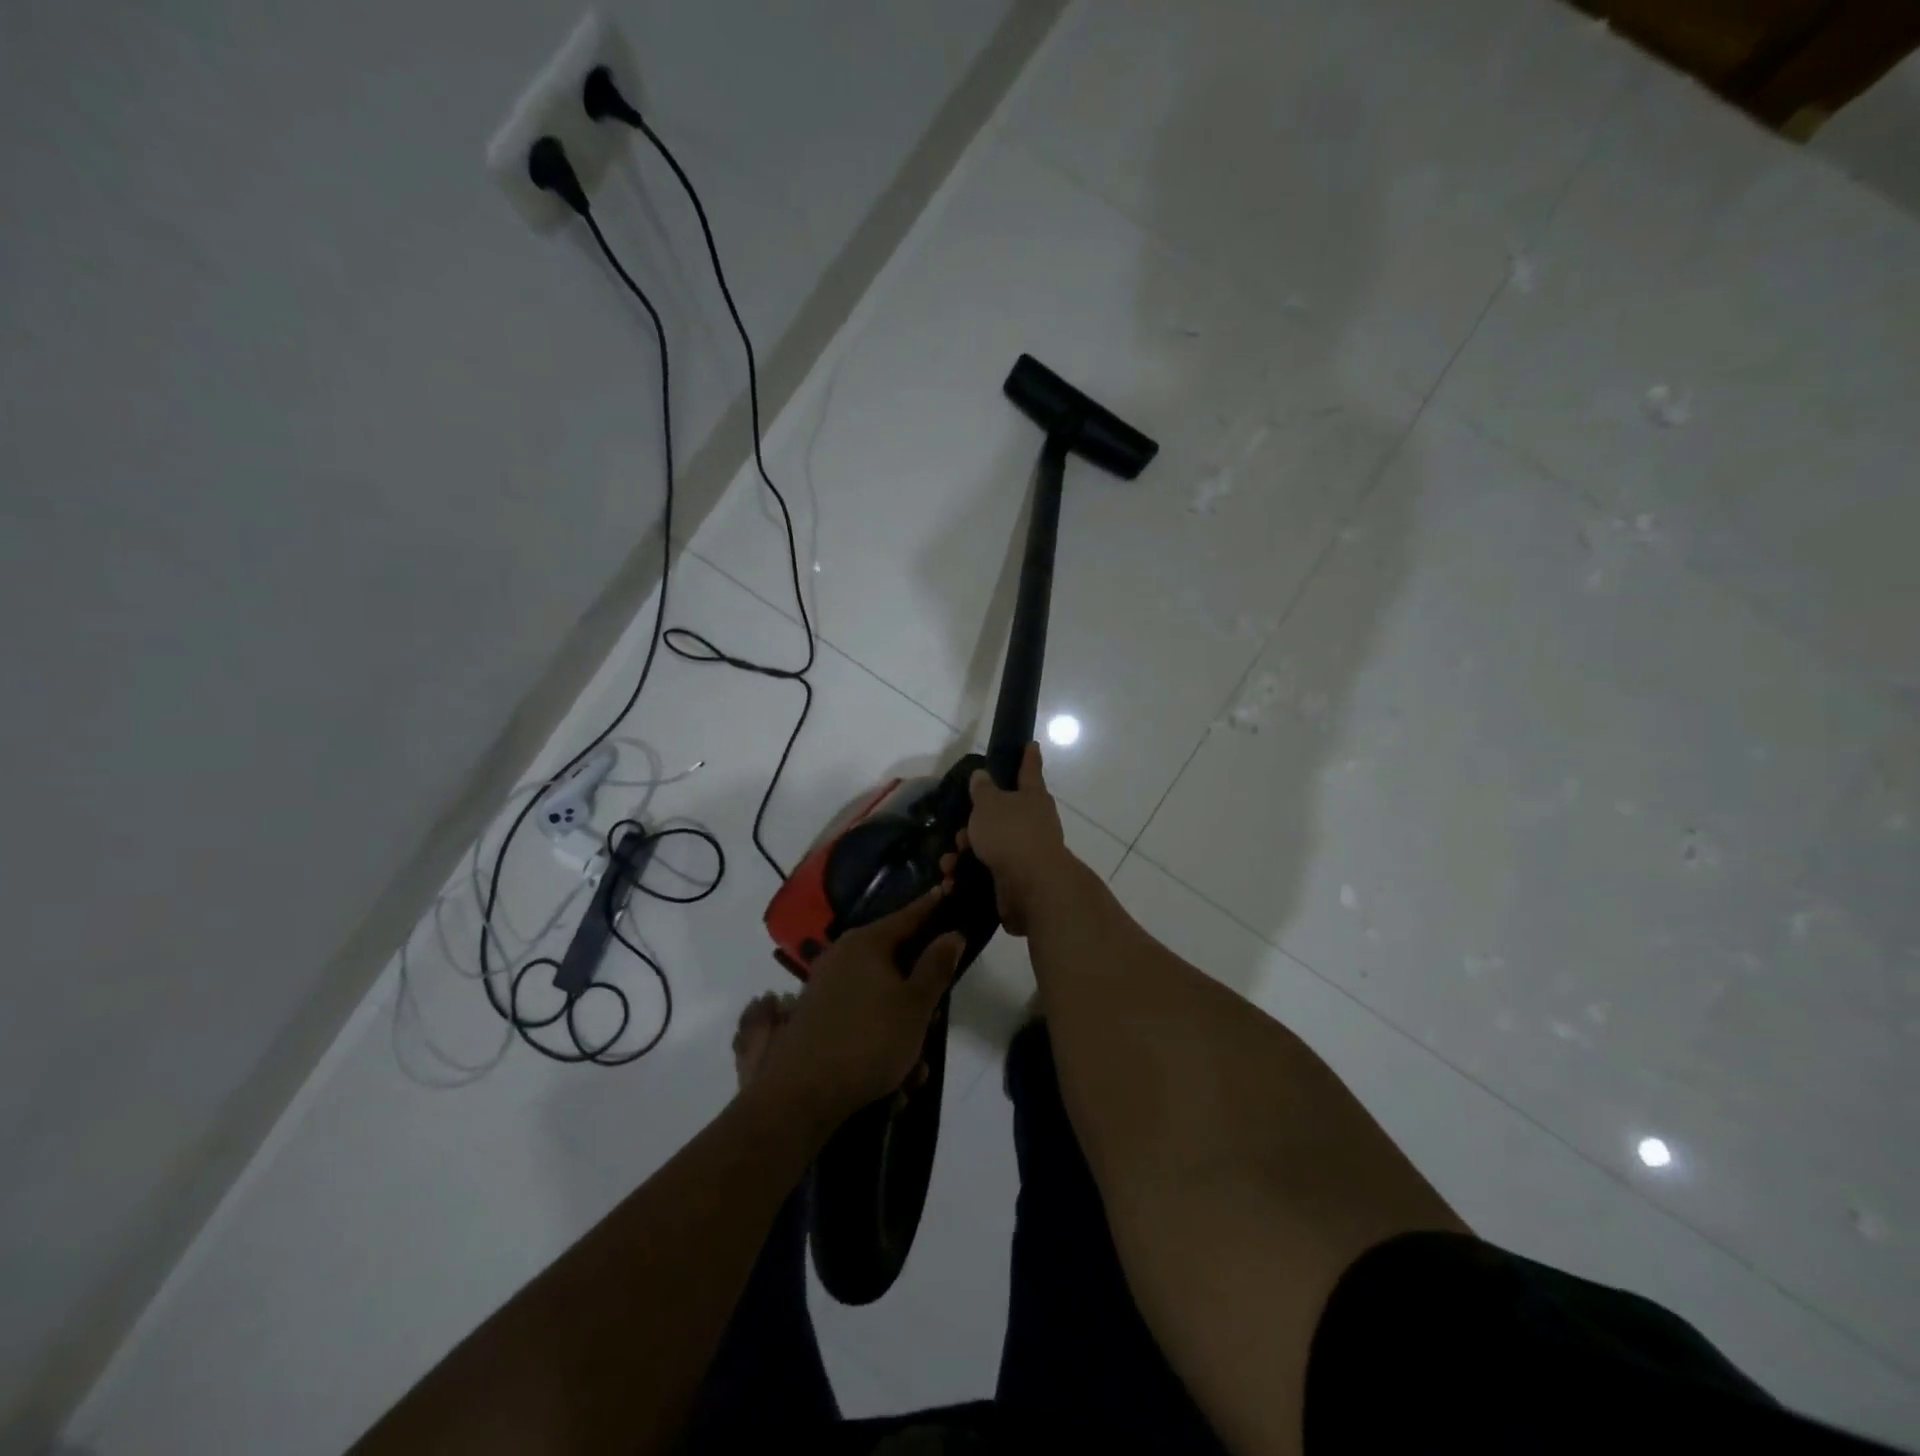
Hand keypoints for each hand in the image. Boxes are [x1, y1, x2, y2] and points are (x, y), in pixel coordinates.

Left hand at [758, 886, 963, 1122]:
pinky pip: (861, 1016)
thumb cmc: (870, 1039)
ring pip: (879, 994)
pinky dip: (880, 1037)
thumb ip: (936, 966)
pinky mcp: (815, 1016)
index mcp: (866, 942)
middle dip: (919, 987)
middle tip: (936, 1012)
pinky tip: (893, 1075)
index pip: (907, 915)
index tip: (949, 889)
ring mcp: (824, 985)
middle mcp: (842, 955)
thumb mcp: (916, 1005)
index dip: (932, 906)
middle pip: (894, 958)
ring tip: (916, 1065)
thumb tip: (952, 932)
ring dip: (902, 1023)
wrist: (802, 1093)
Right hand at [964, 742, 1075, 935]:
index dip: (1028, 756)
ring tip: (949, 863)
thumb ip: (983, 789)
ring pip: (991, 844)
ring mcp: (1028, 851)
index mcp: (1032, 796)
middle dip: (976, 822)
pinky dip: (969, 874)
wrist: (1032, 887)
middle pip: (1003, 813)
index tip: (1031, 744)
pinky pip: (988, 870)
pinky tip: (953, 881)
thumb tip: (982, 775)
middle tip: (959, 830)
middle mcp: (1034, 821)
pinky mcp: (1018, 878)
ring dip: (966, 852)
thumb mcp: (989, 804)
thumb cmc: (1010, 834)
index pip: (1029, 769)